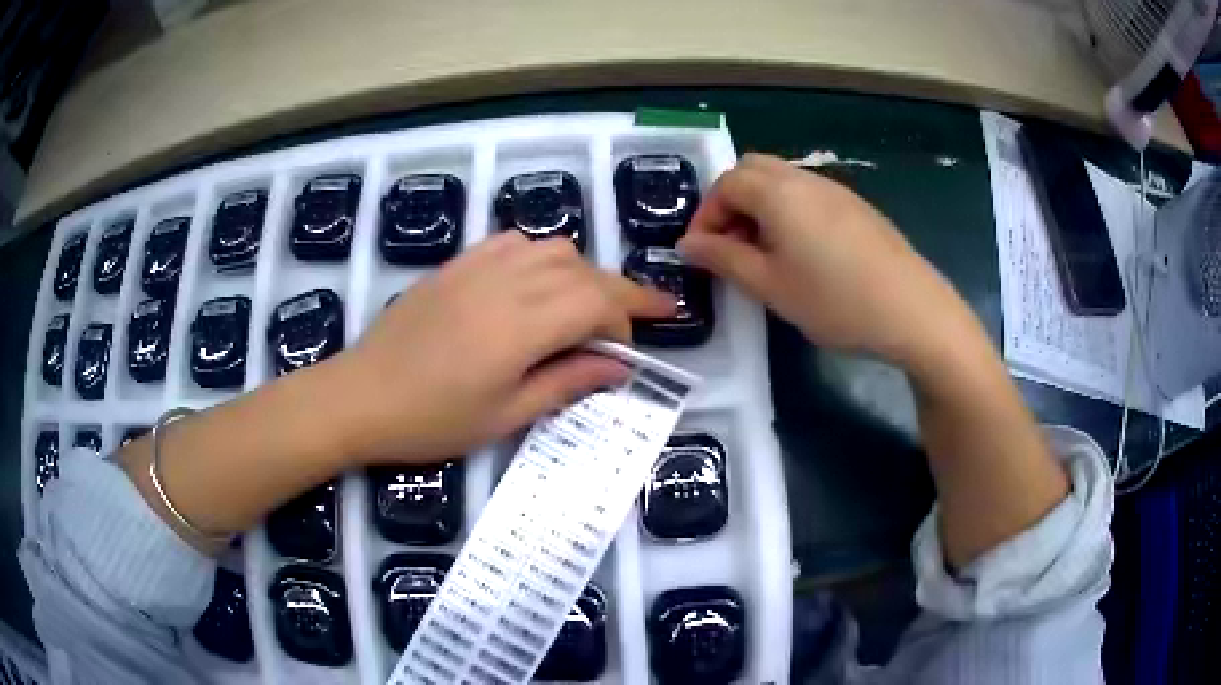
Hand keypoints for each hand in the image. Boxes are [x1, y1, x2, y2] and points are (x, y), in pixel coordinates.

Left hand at [328, 233, 674, 464]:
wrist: (359, 395)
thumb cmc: (431, 420)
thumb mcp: (505, 416)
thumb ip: (567, 384)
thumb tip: (619, 368)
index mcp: (522, 324)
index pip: (598, 301)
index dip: (631, 315)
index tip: (647, 338)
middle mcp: (506, 282)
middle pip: (582, 269)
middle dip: (615, 294)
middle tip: (626, 328)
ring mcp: (477, 266)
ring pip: (552, 247)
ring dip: (580, 273)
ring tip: (581, 310)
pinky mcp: (456, 264)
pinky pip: (513, 243)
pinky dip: (541, 258)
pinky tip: (535, 287)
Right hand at [678, 154, 972, 367]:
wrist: (913, 310)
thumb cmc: (835, 301)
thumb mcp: (770, 286)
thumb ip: (723, 259)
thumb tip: (688, 244)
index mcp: (777, 192)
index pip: (725, 184)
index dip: (705, 215)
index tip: (701, 253)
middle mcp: (804, 179)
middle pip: (752, 170)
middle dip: (730, 202)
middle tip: (729, 245)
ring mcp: (835, 190)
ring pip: (781, 181)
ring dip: (759, 206)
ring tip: (763, 254)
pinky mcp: (857, 207)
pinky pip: (808, 195)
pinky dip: (788, 211)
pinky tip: (802, 253)